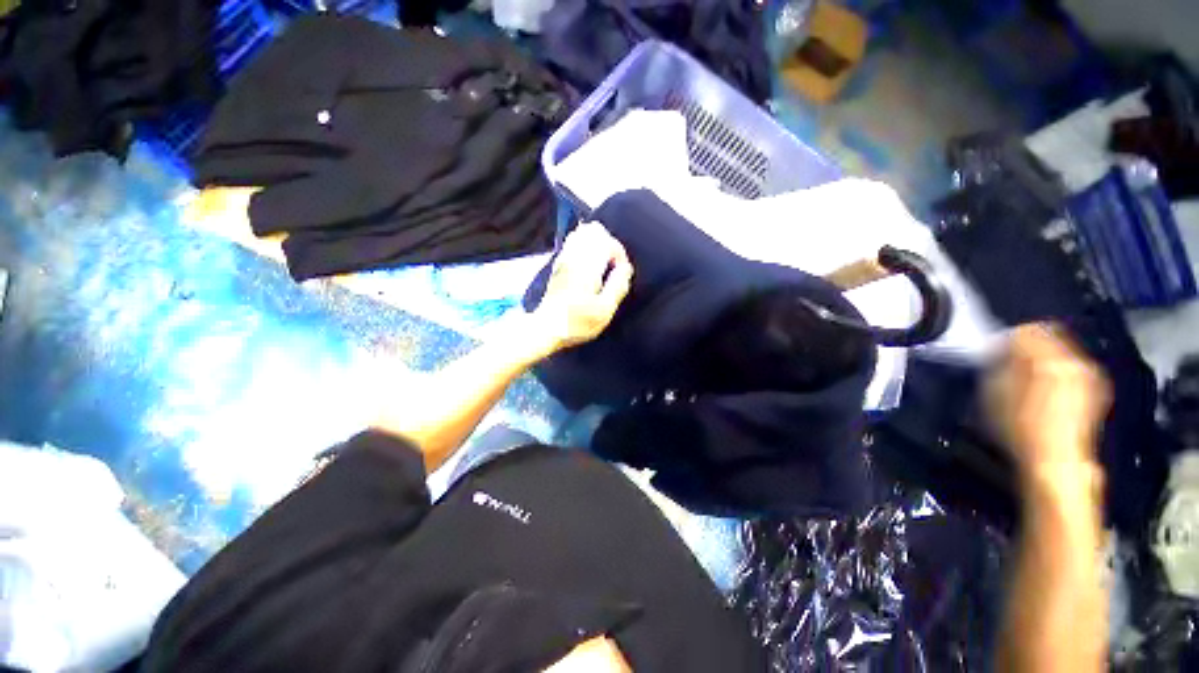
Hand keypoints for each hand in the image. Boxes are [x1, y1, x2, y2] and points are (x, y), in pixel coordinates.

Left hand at [531, 222, 633, 352]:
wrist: (547, 328)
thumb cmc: (577, 322)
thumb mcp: (605, 311)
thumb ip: (618, 286)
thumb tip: (626, 268)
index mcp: (587, 267)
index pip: (608, 242)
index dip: (620, 254)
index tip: (620, 273)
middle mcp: (574, 258)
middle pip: (595, 230)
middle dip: (610, 244)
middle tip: (613, 265)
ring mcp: (564, 259)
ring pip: (582, 232)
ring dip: (597, 243)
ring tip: (602, 264)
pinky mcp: (558, 264)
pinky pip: (573, 241)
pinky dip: (585, 245)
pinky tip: (589, 263)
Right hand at [984, 323, 1110, 477]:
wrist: (1056, 461)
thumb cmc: (1020, 427)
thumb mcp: (996, 392)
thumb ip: (1000, 364)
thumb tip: (1003, 349)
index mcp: (1049, 358)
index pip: (1029, 330)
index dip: (1009, 336)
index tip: (997, 347)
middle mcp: (1075, 361)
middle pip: (1051, 337)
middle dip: (1029, 346)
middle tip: (1010, 360)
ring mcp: (1088, 376)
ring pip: (1063, 352)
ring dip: (1043, 358)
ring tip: (1027, 376)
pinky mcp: (1094, 391)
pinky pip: (1072, 368)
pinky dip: (1057, 371)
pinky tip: (1045, 389)